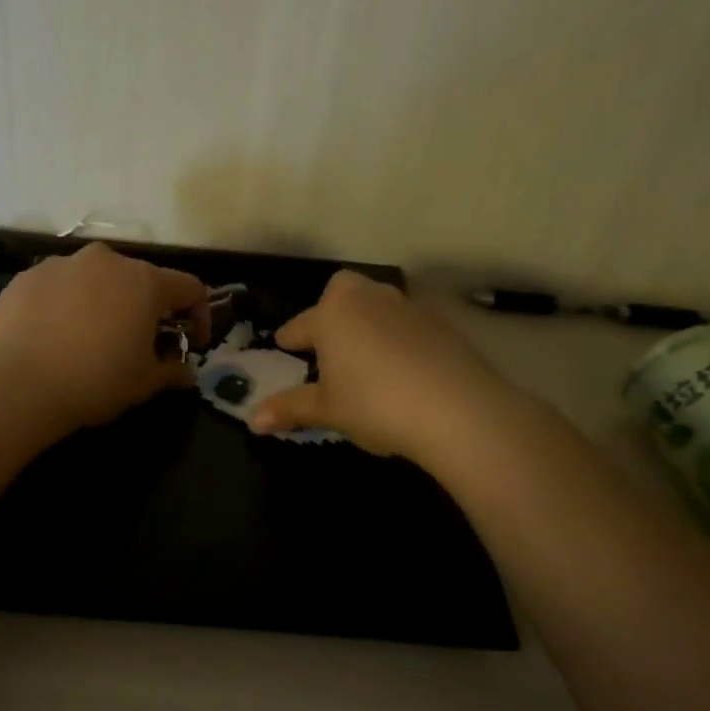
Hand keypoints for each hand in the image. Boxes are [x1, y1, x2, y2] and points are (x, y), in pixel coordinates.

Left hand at [0, 243, 208, 436]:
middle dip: (146, 308)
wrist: (17, 384)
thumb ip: (171, 370)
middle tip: (138, 342)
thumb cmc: (94, 381)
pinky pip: (59, 286)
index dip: (198, 315)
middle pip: (140, 279)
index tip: (191, 343)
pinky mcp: (28, 275)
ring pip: (96, 279)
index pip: (189, 288)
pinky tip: (54, 335)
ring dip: (104, 302)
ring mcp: (63, 263)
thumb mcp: (143, 383)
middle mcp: (106, 260)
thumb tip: (185, 372)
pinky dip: (66, 304)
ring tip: (90, 338)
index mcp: (144, 282)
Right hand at [250, 271, 510, 463]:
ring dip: (366, 320)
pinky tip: (401, 365)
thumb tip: (252, 420)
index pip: (301, 324)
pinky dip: (398, 336)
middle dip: (331, 308)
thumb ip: (290, 408)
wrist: (457, 408)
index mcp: (332, 315)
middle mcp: (368, 300)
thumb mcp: (327, 410)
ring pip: (378, 303)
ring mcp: (408, 308)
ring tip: (363, 353)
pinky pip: (408, 322)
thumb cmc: (375, 404)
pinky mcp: (442, 324)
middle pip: (342, 290)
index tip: (283, 344)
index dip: (289, 338)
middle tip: (327, 338)